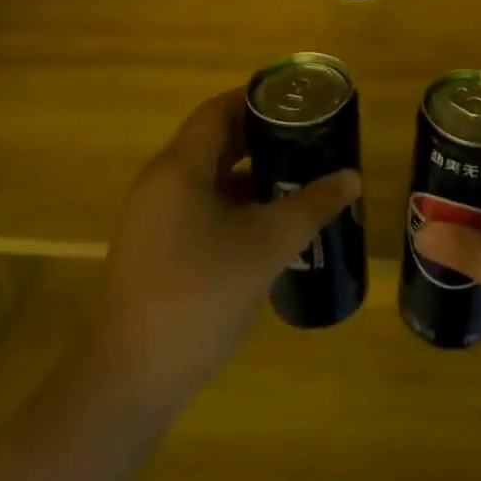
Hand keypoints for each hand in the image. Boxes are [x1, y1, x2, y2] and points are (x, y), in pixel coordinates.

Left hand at [95, 89, 360, 409]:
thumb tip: (351, 177)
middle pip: (214, 142)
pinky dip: (234, 204)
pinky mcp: (156, 250)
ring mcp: (155, 219)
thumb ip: (311, 206)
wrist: (129, 381)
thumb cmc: (198, 296)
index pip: (219, 111)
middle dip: (261, 137)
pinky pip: (200, 207)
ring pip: (209, 178)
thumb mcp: (266, 246)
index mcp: (179, 168)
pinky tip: (269, 224)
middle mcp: (161, 183)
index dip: (258, 100)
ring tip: (297, 176)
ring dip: (250, 174)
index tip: (298, 102)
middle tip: (307, 138)